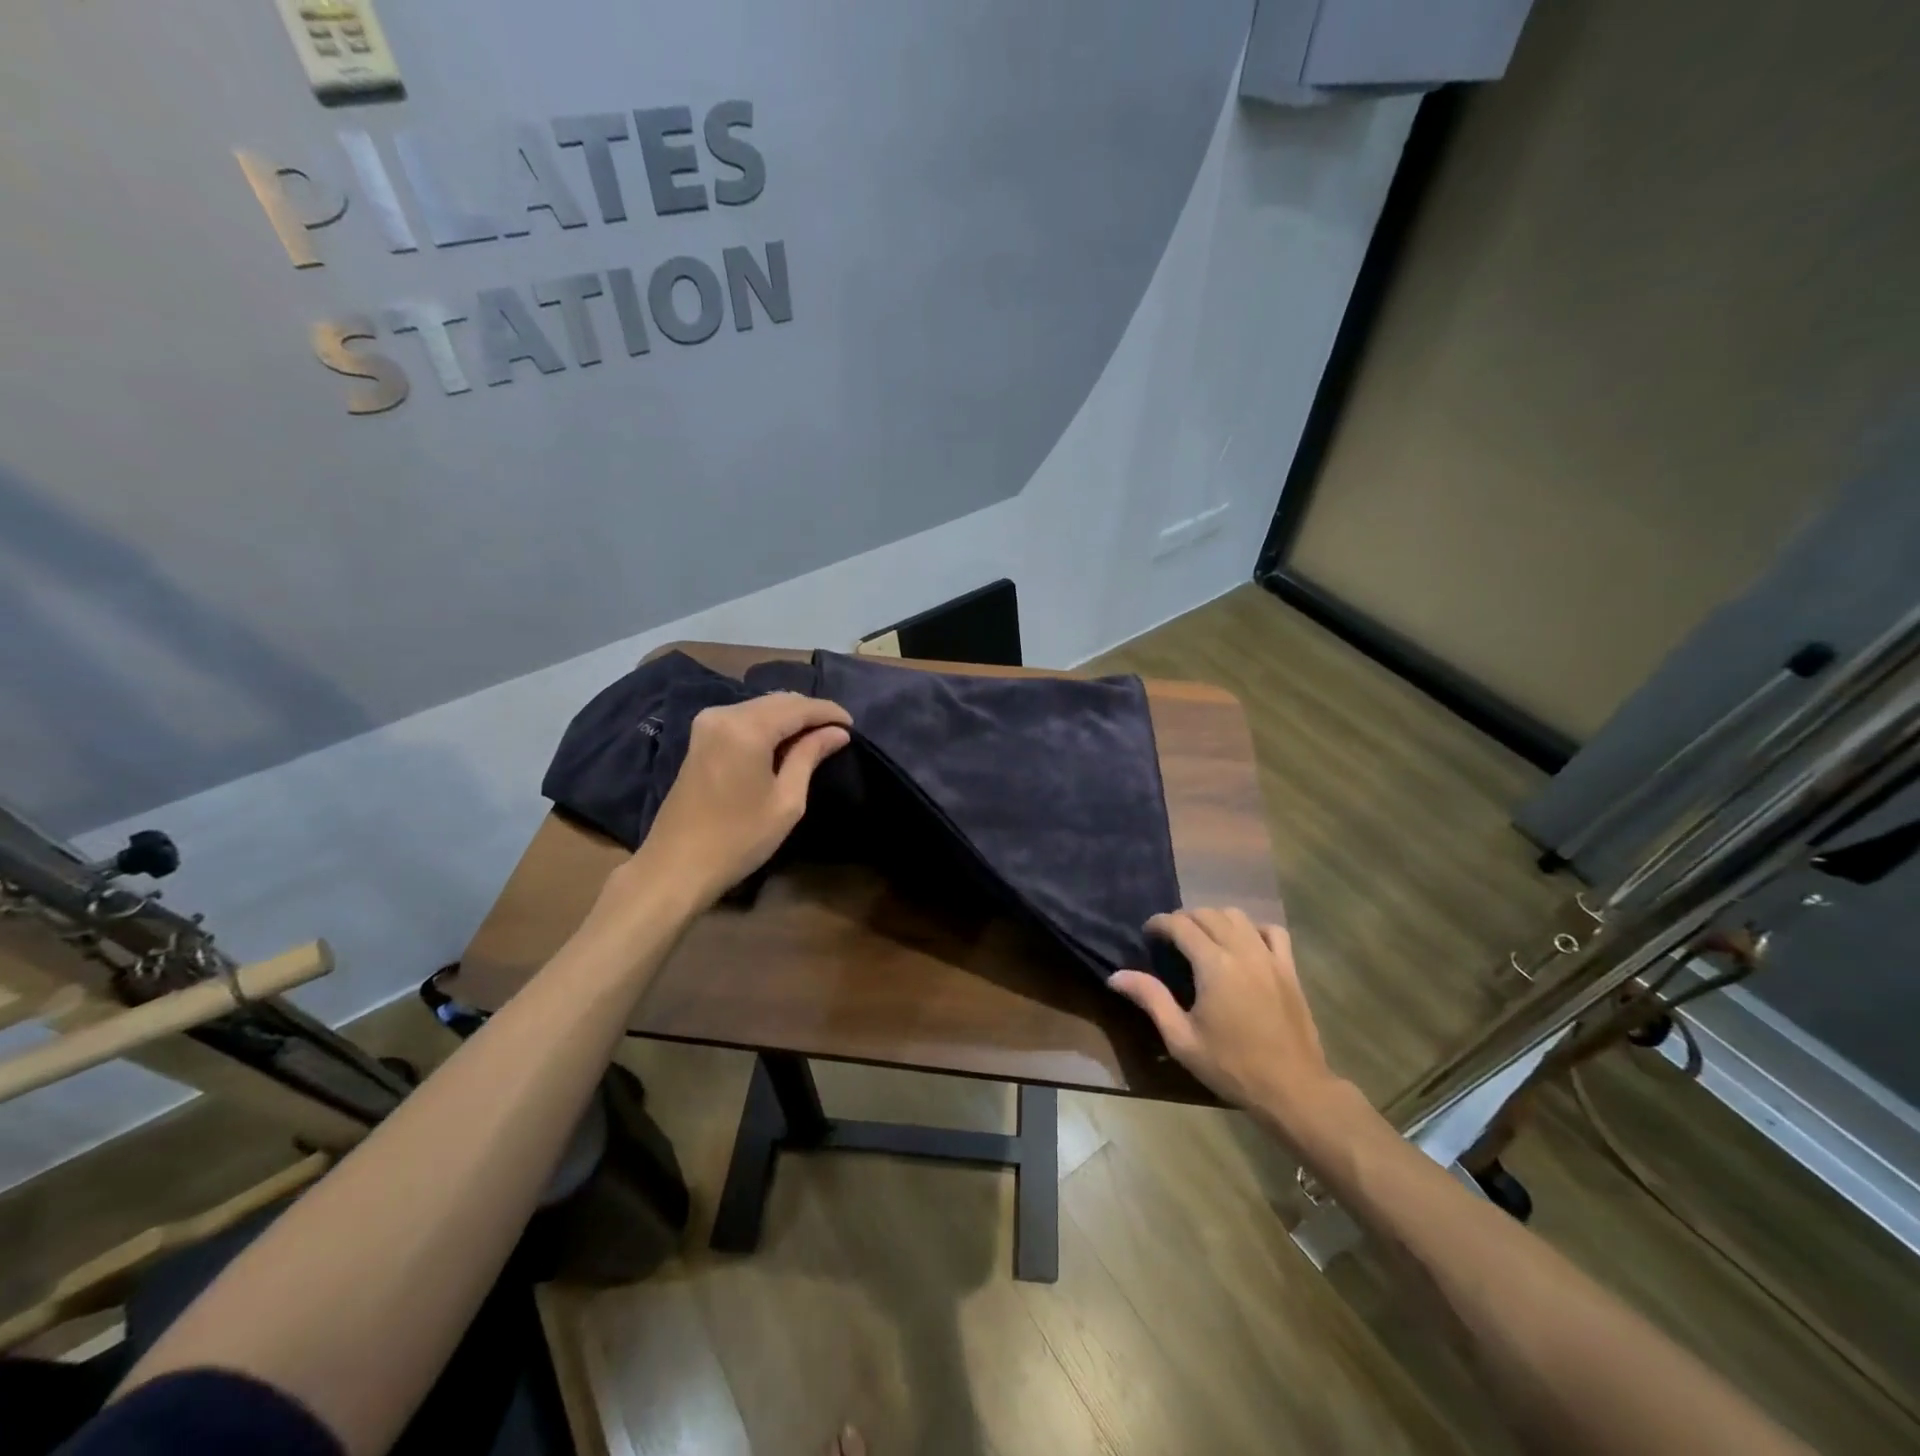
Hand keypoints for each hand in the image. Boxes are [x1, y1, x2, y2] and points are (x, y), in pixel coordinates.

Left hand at [633, 692, 851, 905]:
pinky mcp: (701, 737)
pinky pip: (744, 718)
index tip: (853, 725)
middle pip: (778, 701)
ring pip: (761, 707)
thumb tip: (837, 732)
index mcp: (746, 728)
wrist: (676, 866)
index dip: (828, 713)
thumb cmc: (739, 838)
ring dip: (790, 718)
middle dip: (810, 712)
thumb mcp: (786, 801)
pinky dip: (769, 724)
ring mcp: (707, 723)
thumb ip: (810, 756)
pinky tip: (785, 742)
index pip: (798, 707)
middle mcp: (724, 714)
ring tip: (817, 737)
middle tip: (838, 732)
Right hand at [1110, 909, 1349, 1136]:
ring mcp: (1270, 958)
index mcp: (1214, 965)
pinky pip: (1272, 931)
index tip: (1148, 933)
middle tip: (1170, 938)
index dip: (1160, 923)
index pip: (1181, 925)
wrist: (1293, 1089)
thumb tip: (1116, 976)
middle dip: (1184, 918)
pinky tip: (1244, 944)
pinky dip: (1253, 929)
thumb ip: (1151, 999)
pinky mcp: (1289, 969)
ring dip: (1215, 919)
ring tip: (1203, 938)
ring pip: (1238, 917)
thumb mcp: (1182, 1039)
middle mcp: (1242, 951)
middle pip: (1208, 914)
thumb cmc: (1232, 1066)